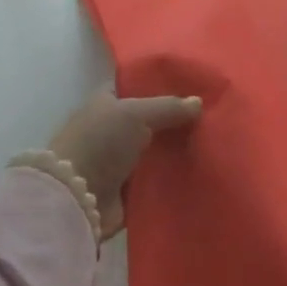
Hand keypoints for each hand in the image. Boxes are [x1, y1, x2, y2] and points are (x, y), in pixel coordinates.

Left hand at [49, 88, 201, 237]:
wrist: (75, 199)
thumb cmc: (100, 143)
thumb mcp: (137, 113)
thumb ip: (169, 106)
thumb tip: (198, 102)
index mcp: (105, 103)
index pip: (135, 88)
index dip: (160, 86)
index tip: (191, 87)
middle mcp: (110, 129)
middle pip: (149, 121)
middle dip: (174, 120)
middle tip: (209, 116)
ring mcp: (117, 161)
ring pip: (154, 150)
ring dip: (175, 151)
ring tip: (211, 142)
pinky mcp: (125, 190)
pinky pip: (155, 179)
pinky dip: (171, 176)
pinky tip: (198, 169)